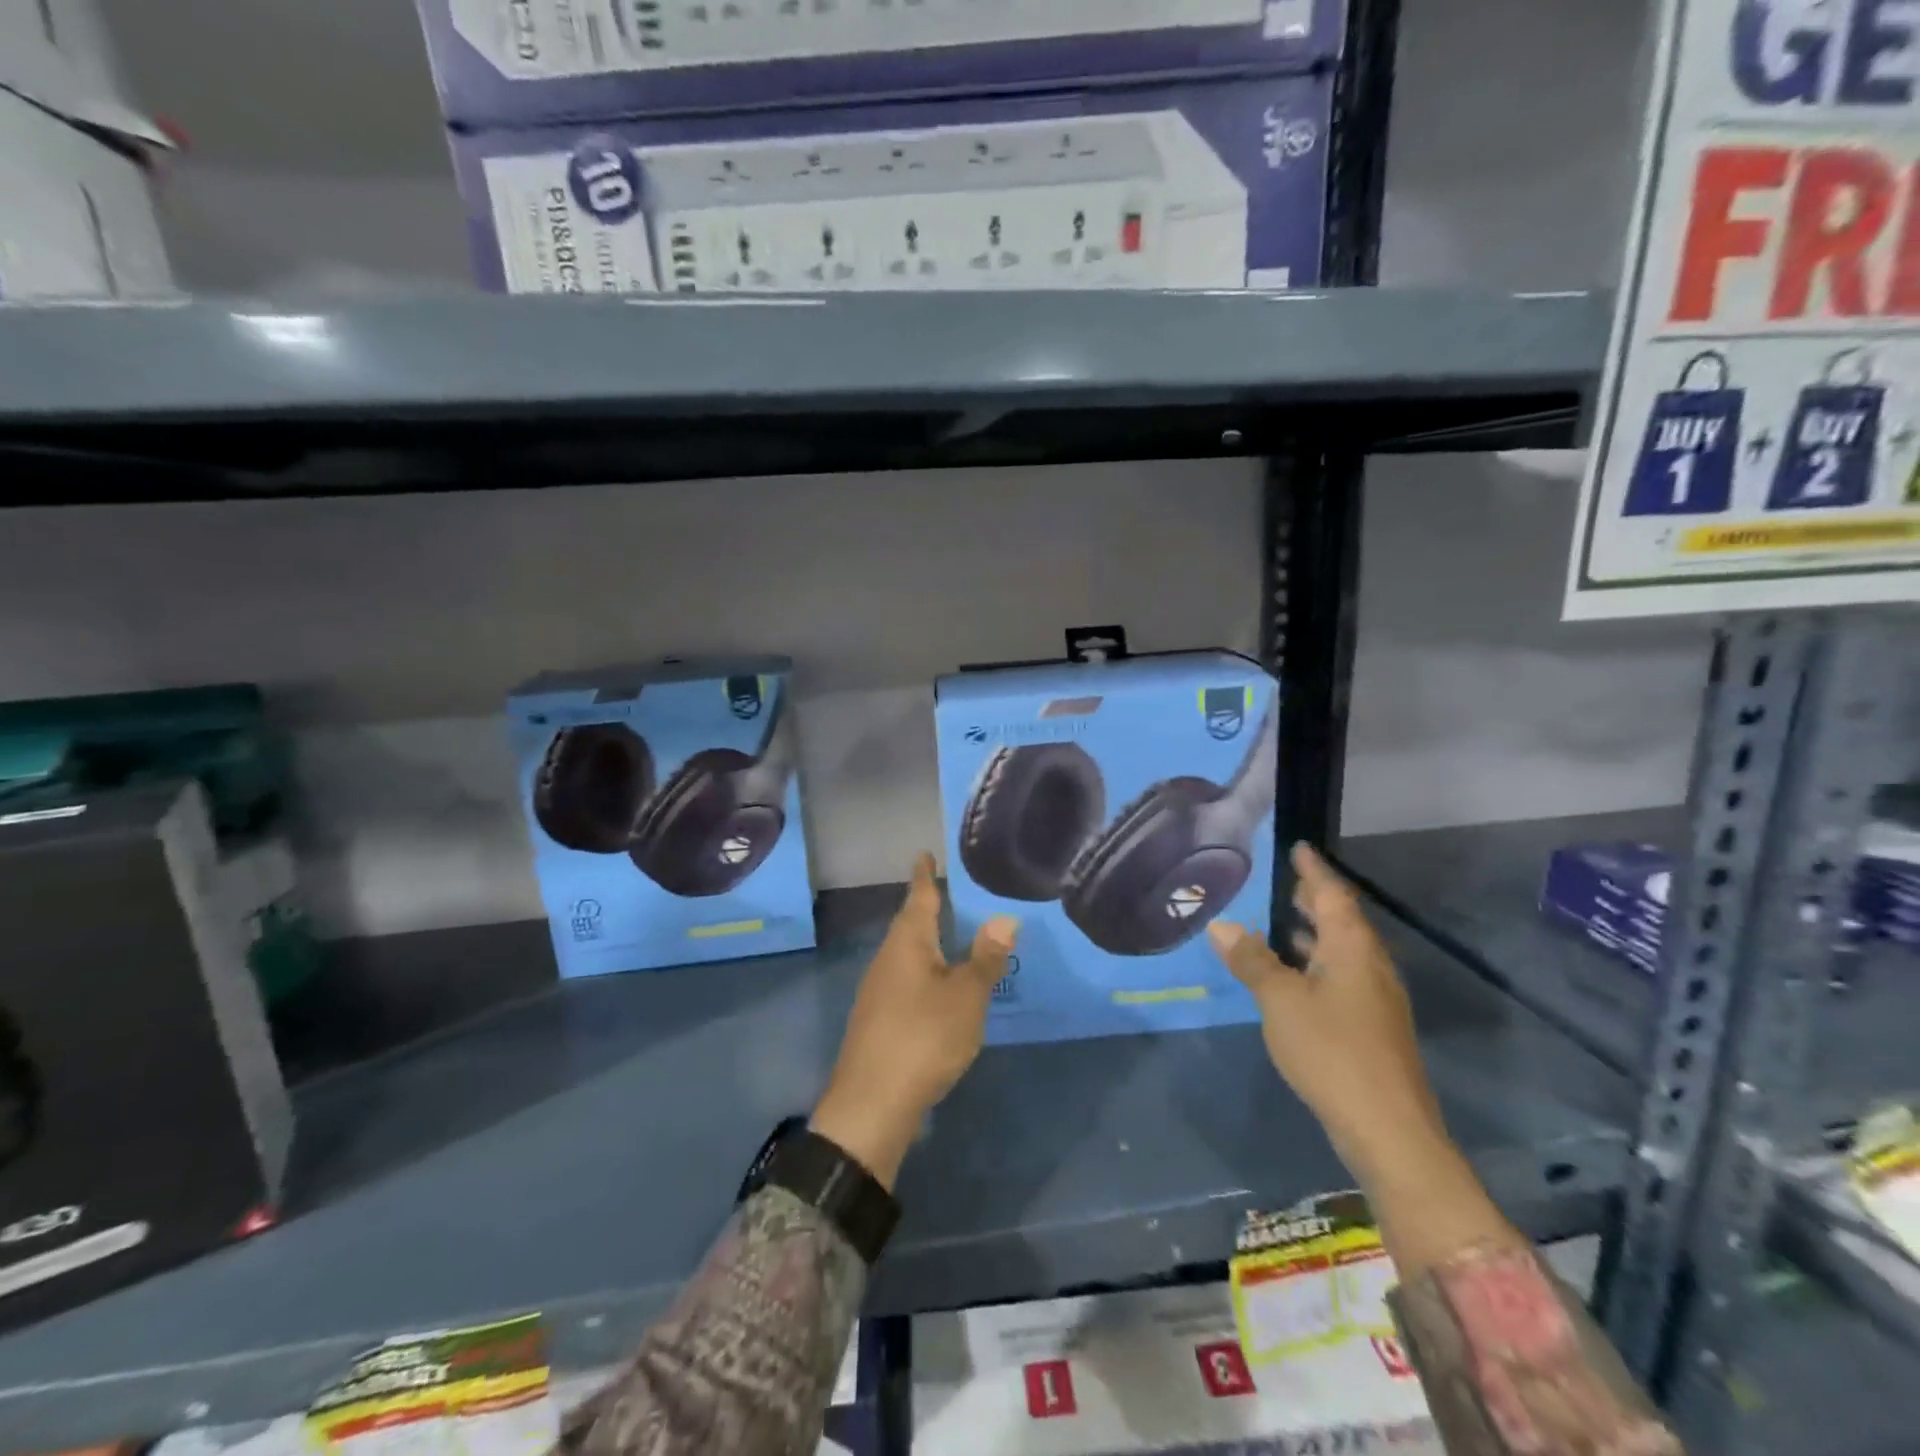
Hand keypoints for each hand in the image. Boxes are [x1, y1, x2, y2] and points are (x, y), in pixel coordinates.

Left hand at [810, 855, 1017, 1190]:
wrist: (871, 1104)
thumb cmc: (923, 1038)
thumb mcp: (966, 997)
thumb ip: (986, 958)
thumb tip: (1004, 917)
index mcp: (908, 944)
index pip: (918, 898)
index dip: (924, 875)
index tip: (923, 853)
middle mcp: (887, 959)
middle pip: (909, 924)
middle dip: (925, 906)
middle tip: (946, 889)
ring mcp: (877, 990)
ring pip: (905, 953)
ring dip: (924, 940)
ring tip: (947, 932)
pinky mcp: (877, 1018)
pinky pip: (903, 978)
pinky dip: (922, 969)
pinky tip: (935, 984)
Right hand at [1206, 842, 1440, 1180]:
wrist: (1388, 1129)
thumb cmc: (1331, 1050)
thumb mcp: (1280, 1000)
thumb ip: (1252, 960)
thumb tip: (1222, 925)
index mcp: (1352, 949)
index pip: (1333, 895)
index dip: (1313, 871)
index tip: (1299, 848)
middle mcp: (1370, 965)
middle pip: (1343, 920)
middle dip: (1315, 900)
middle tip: (1285, 882)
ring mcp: (1375, 998)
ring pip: (1343, 950)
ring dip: (1314, 933)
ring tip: (1281, 922)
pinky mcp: (1372, 1026)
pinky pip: (1341, 976)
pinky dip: (1316, 962)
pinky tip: (1293, 976)